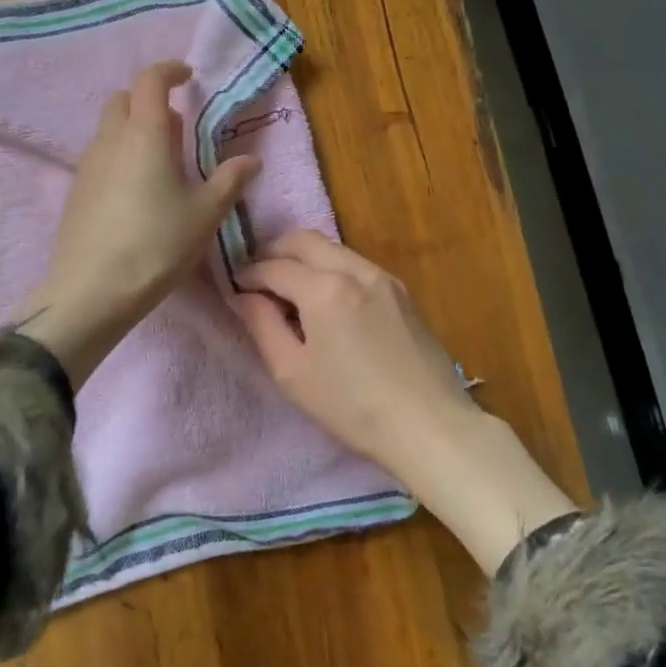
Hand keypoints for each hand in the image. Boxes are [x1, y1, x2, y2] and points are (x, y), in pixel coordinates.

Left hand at [18, 61, 259, 388]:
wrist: (92, 290)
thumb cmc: (157, 245)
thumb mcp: (204, 214)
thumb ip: (229, 181)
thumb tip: (251, 160)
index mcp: (145, 134)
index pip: (150, 80)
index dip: (169, 71)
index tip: (188, 77)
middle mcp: (110, 140)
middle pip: (124, 100)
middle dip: (149, 101)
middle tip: (177, 129)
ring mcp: (87, 165)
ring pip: (109, 129)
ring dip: (134, 130)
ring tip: (161, 165)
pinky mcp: (75, 191)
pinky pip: (99, 156)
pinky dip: (119, 156)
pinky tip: (136, 193)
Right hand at [230, 229, 468, 465]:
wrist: (430, 426)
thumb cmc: (352, 407)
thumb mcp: (292, 373)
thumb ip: (262, 325)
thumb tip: (244, 296)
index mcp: (324, 288)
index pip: (273, 266)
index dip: (248, 274)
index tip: (235, 288)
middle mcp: (354, 270)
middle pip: (303, 240)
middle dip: (273, 252)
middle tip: (257, 278)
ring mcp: (383, 278)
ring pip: (332, 248)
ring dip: (304, 258)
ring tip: (289, 290)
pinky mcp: (402, 292)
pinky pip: (355, 264)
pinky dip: (331, 269)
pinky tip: (326, 301)